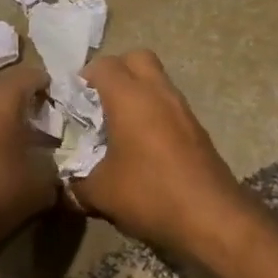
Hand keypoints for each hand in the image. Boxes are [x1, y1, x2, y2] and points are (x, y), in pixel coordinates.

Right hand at [70, 50, 249, 256]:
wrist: (213, 218)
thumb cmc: (150, 193)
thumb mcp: (100, 193)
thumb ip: (75, 182)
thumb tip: (64, 182)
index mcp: (129, 96)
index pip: (103, 65)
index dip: (84, 79)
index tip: (73, 104)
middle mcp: (157, 92)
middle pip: (136, 58)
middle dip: (116, 72)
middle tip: (100, 103)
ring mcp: (182, 108)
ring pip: (156, 80)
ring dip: (138, 92)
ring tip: (120, 126)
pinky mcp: (197, 128)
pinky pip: (169, 105)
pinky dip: (154, 112)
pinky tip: (143, 146)